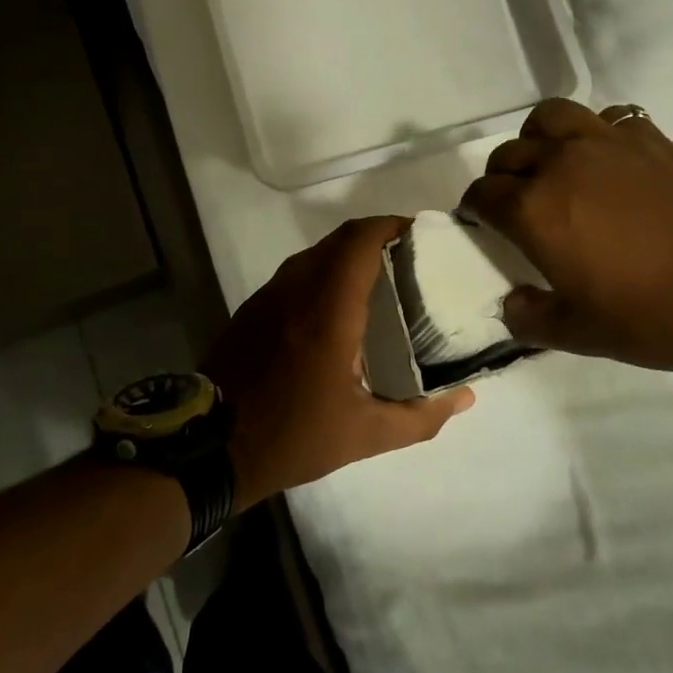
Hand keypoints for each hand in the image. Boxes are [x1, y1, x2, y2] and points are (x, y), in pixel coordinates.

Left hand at [203, 217, 475, 508]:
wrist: (207, 447)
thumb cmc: (292, 434)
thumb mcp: (364, 435)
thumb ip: (420, 417)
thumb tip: (465, 398)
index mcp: (328, 307)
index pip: (359, 240)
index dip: (390, 225)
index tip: (419, 233)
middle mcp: (296, 288)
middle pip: (339, 240)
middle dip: (375, 238)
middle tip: (408, 259)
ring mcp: (268, 295)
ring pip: (315, 254)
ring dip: (347, 255)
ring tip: (379, 280)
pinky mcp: (252, 309)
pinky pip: (295, 274)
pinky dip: (323, 273)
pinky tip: (336, 307)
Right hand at [458, 99, 672, 370]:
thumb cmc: (651, 317)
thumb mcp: (578, 334)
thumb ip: (529, 317)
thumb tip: (512, 303)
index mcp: (533, 209)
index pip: (482, 194)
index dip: (475, 209)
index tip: (481, 222)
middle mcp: (560, 163)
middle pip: (509, 153)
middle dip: (502, 178)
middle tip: (516, 202)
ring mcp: (606, 143)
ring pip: (550, 117)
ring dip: (539, 137)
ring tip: (552, 162)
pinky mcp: (649, 137)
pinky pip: (606, 118)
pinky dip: (595, 132)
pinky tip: (608, 159)